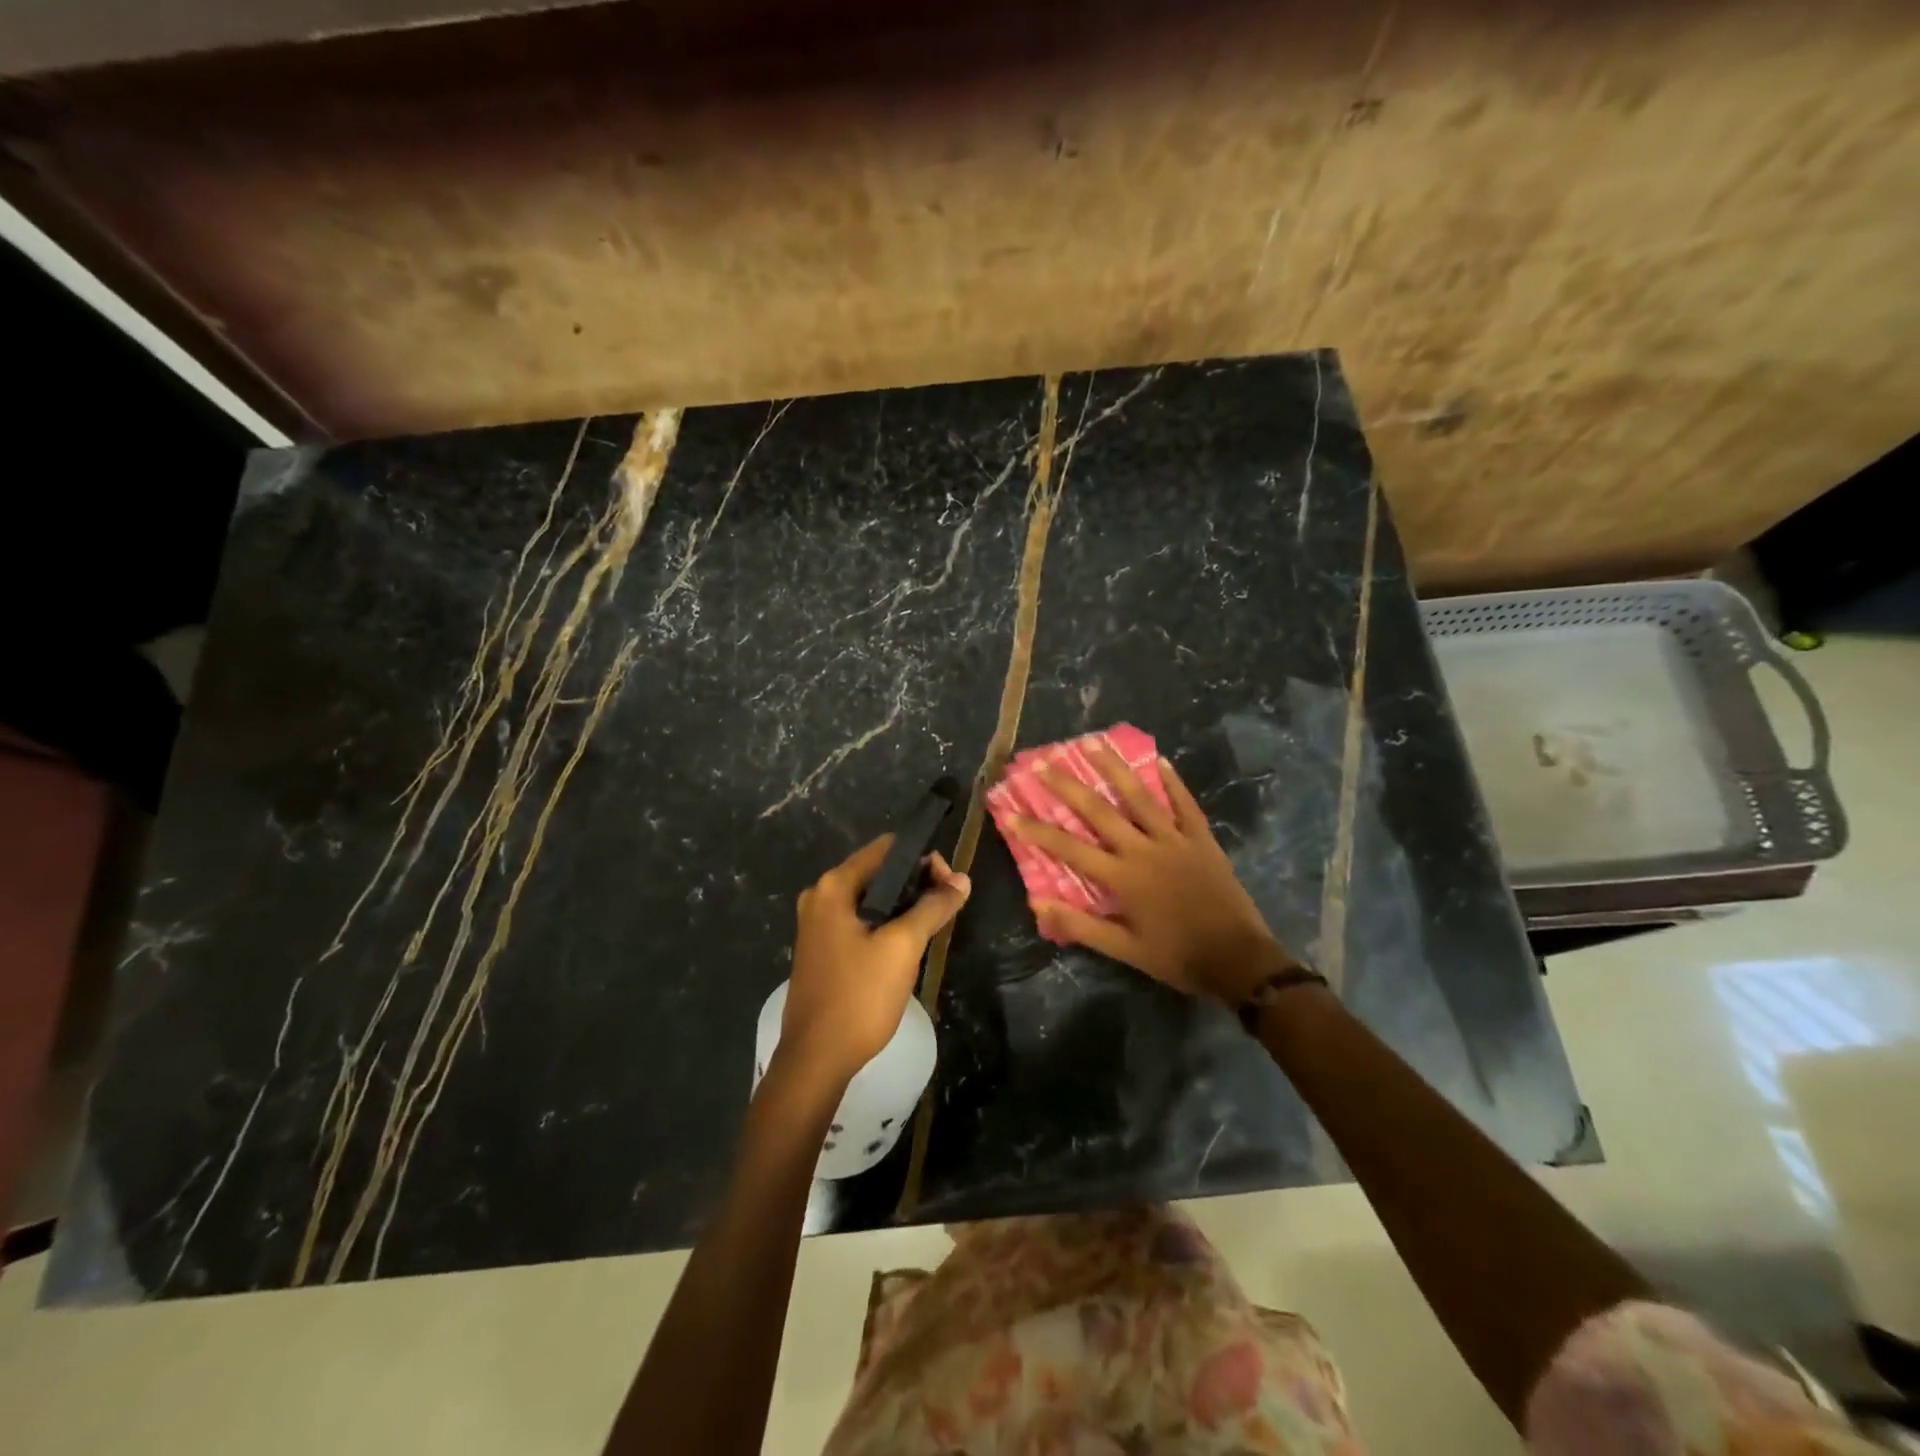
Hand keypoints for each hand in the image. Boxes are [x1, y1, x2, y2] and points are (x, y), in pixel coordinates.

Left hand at [781, 835, 970, 1082]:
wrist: (816, 1059)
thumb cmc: (859, 996)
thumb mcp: (903, 947)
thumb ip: (933, 907)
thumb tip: (962, 879)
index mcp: (834, 886)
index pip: (887, 848)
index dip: (924, 859)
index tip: (950, 886)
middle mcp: (821, 895)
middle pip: (880, 871)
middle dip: (916, 883)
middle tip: (946, 908)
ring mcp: (818, 923)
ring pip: (872, 898)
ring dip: (904, 905)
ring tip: (932, 926)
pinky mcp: (822, 947)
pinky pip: (861, 920)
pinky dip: (886, 923)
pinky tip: (907, 945)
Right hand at [1003, 747, 1294, 1002]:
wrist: (1237, 959)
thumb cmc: (1176, 956)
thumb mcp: (1124, 950)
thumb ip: (1081, 924)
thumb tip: (1036, 902)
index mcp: (1122, 877)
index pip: (1069, 848)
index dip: (1036, 830)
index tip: (1009, 810)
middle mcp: (1143, 849)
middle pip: (1099, 810)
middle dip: (1068, 785)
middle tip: (1043, 761)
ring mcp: (1174, 839)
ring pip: (1139, 796)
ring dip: (1113, 768)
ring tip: (1092, 743)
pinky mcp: (1201, 838)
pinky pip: (1184, 803)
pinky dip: (1171, 781)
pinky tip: (1159, 760)